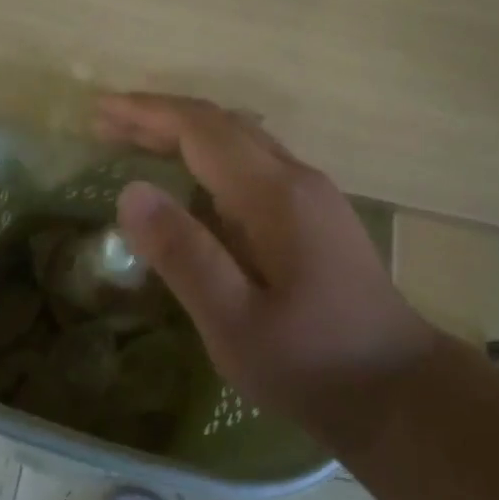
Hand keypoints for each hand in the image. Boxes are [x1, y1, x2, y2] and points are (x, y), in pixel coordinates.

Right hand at [96, 94, 441, 437]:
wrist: (397, 388)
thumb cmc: (311, 362)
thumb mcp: (234, 322)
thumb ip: (184, 255)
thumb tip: (131, 192)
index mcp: (275, 194)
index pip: (202, 129)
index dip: (148, 113)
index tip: (100, 111)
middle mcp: (297, 178)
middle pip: (222, 126)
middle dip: (161, 117)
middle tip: (105, 124)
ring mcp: (313, 195)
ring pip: (241, 142)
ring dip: (186, 134)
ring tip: (135, 144)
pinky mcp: (317, 217)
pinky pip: (255, 166)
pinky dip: (211, 158)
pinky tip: (191, 184)